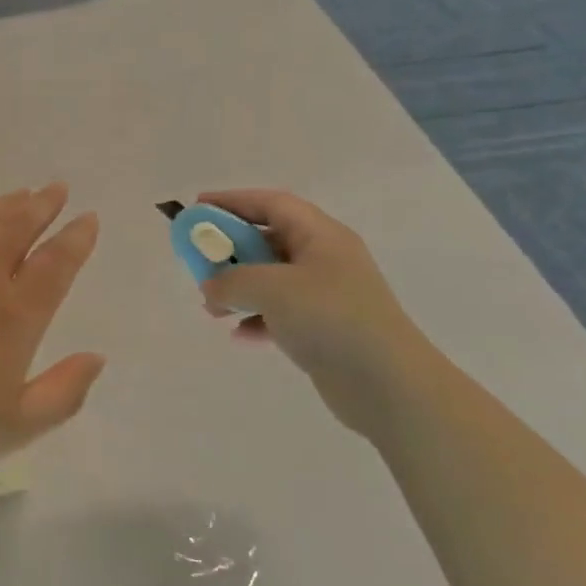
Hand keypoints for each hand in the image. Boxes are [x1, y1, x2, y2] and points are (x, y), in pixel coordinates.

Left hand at [0, 184, 103, 486]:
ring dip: (5, 205)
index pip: (55, 264)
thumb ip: (65, 391)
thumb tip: (96, 357)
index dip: (76, 238)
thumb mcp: (19, 426)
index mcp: (15, 316)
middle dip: (43, 205)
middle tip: (58, 188)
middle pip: (18, 227)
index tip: (88, 218)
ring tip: (21, 196)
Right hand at [197, 190, 421, 388]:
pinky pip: (280, 314)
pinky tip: (239, 335)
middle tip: (199, 262)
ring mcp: (326, 296)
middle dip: (230, 250)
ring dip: (238, 289)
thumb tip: (211, 287)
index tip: (197, 207)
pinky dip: (256, 319)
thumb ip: (231, 280)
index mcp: (321, 236)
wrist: (387, 384)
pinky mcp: (324, 330)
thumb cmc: (331, 318)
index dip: (233, 201)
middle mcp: (325, 260)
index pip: (272, 204)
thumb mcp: (272, 288)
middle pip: (268, 240)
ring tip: (211, 308)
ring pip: (271, 280)